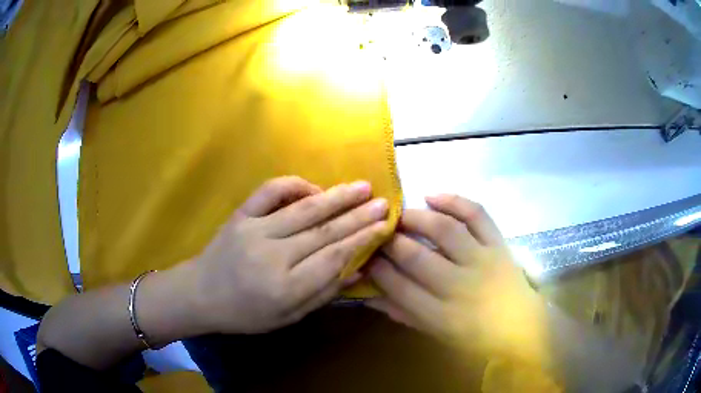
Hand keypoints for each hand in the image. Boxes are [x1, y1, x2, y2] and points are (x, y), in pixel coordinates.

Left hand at [191, 176, 388, 333]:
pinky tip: (314, 186)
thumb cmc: (246, 313)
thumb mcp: (288, 317)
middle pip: (324, 231)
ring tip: (362, 187)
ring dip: (336, 197)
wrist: (201, 294)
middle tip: (383, 202)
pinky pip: (269, 192)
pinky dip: (293, 185)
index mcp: (285, 288)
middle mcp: (272, 256)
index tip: (384, 226)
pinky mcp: (240, 216)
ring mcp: (254, 231)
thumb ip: (323, 293)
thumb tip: (358, 269)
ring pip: (303, 210)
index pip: (333, 258)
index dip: (362, 240)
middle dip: (358, 216)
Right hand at [368, 195, 548, 363]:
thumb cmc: (475, 336)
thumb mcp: (435, 333)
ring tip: (400, 215)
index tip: (366, 256)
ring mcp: (482, 260)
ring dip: (416, 218)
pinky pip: (477, 215)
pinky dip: (454, 201)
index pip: (398, 287)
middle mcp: (459, 286)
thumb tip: (369, 294)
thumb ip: (403, 313)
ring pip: (444, 230)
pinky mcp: (498, 243)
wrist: (521, 326)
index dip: (376, 268)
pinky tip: (432, 196)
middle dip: (390, 241)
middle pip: (416, 257)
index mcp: (440, 315)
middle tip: (379, 233)